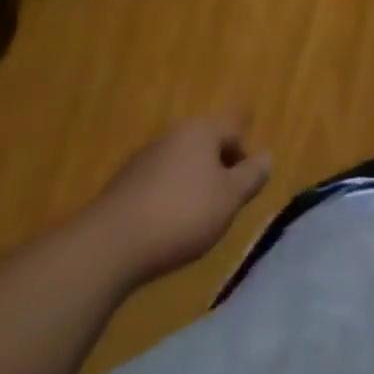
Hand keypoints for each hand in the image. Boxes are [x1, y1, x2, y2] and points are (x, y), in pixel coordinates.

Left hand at [80, 114, 271, 280]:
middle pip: (207, 143)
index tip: (246, 183)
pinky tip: (165, 228)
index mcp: (201, 129)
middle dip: (219, 168)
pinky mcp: (122, 186)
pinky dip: (168, 198)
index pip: (235, 125)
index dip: (246, 151)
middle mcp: (173, 134)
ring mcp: (144, 158)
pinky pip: (158, 184)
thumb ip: (252, 176)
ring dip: (193, 184)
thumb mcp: (229, 199)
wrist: (107, 248)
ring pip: (181, 163)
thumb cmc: (181, 215)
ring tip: (195, 219)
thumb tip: (266, 157)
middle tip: (224, 202)